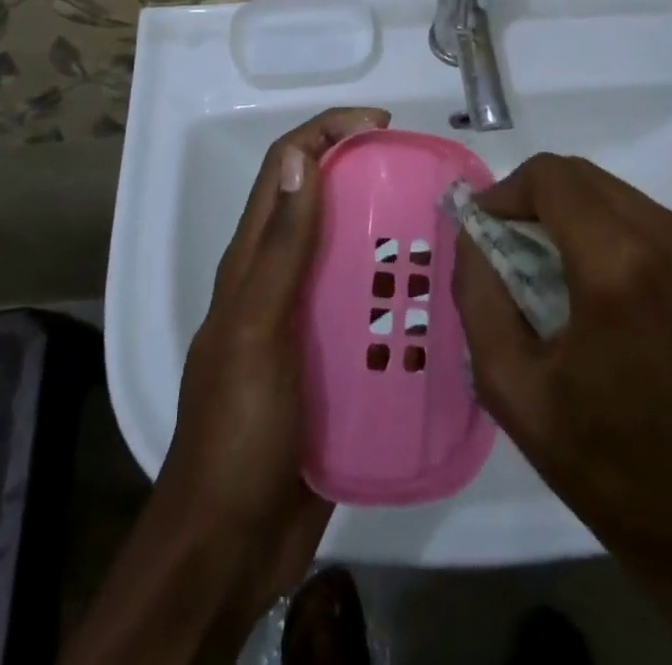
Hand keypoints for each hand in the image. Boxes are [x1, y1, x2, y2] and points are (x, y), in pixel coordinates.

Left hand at [66, 107, 389, 664]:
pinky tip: (439, 304)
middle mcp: (279, 280)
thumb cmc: (237, 428)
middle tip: (422, 180)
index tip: (379, 126)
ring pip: (350, 257)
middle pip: (322, 205)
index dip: (325, 132)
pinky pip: (369, 313)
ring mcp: (306, 323)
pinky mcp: (332, 363)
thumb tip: (301, 161)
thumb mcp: (257, 329)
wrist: (229, 546)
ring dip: (389, 236)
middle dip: (366, 177)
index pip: (285, 169)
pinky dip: (398, 296)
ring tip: (442, 235)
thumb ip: (280, 249)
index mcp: (253, 262)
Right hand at [452, 154, 671, 664]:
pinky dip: (601, 228)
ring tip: (543, 269)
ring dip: (567, 212)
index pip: (549, 177)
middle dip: (532, 198)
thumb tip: (472, 238)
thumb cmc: (618, 471)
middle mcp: (666, 237)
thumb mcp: (517, 393)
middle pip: (579, 176)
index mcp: (618, 265)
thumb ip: (480, 298)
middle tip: (504, 248)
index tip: (481, 229)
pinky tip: (590, 286)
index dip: (504, 191)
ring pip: (611, 192)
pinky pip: (641, 218)